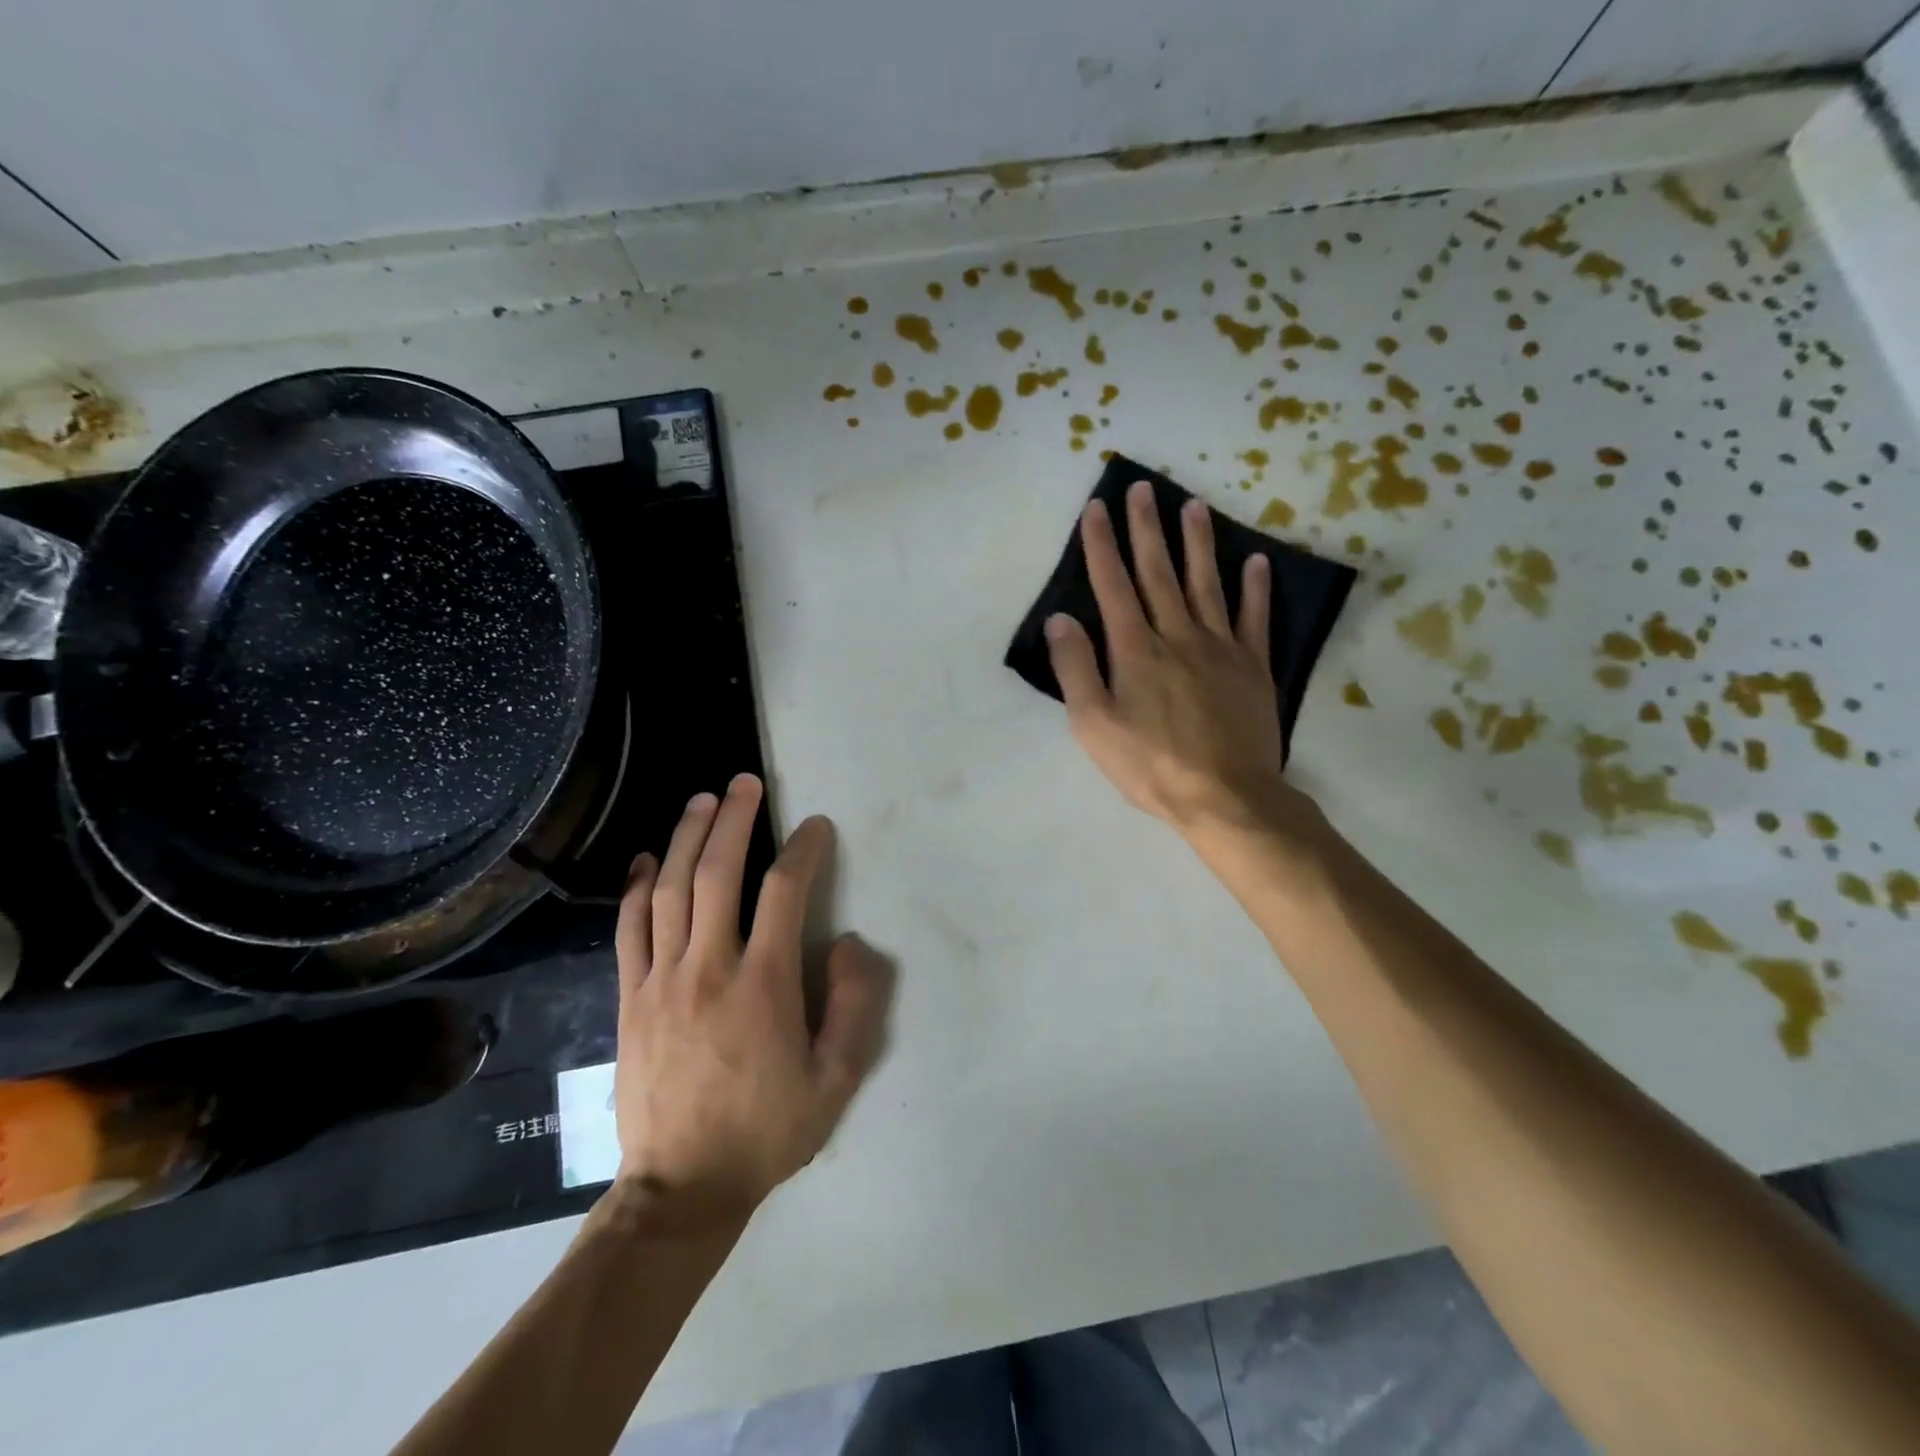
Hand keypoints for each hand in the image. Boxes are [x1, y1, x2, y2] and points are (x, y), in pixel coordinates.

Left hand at [612, 774, 891, 1228]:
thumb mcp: (836, 1080)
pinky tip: (649, 858)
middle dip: (736, 820)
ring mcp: (661, 980)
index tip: (815, 827)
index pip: (785, 893)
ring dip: (688, 837)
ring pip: (672, 889)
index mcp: (764, 985)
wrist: (682, 1188)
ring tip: (703, 800)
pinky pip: (630, 929)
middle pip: (719, 873)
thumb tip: (847, 944)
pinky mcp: (630, 998)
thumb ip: (854, 1006)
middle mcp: (709, 968)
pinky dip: (638, 887)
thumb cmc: (767, 1131)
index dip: (804, 850)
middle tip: (745, 783)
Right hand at [1045, 482, 1285, 834]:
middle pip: (1159, 573)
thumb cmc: (1150, 765)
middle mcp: (1177, 636)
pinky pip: (1254, 618)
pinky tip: (1255, 561)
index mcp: (1135, 650)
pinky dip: (1255, 588)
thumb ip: (1076, 669)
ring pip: (1206, 584)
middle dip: (1147, 529)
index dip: (1102, 546)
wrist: (1225, 796)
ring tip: (1194, 505)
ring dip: (1198, 543)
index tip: (1097, 508)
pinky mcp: (1253, 667)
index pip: (1113, 586)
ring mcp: (1220, 648)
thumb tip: (1060, 619)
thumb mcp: (1093, 725)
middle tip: (1144, 488)